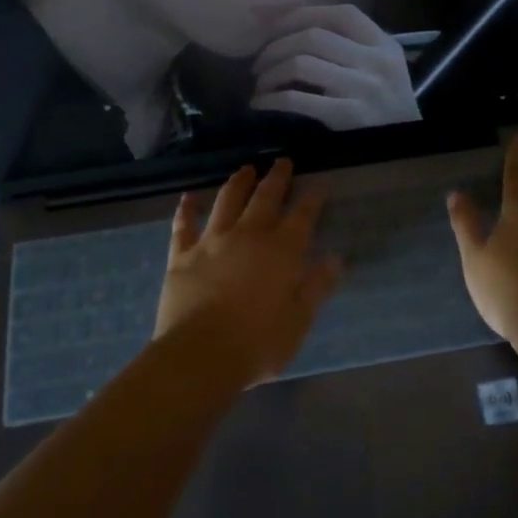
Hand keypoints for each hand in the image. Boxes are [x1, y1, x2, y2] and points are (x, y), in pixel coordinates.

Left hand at [156, 159, 342, 385]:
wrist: (200, 355)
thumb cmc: (258, 344)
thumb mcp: (299, 321)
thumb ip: (316, 287)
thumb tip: (335, 260)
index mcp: (282, 251)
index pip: (302, 215)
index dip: (313, 197)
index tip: (319, 183)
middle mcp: (248, 236)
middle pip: (265, 198)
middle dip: (276, 178)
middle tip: (282, 161)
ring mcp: (212, 242)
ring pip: (226, 201)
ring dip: (238, 183)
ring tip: (245, 169)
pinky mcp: (181, 255)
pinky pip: (183, 225)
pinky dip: (186, 209)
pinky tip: (188, 197)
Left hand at [249, 5, 421, 129]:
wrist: (417, 132)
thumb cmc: (390, 93)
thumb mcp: (380, 58)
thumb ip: (346, 40)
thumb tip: (284, 20)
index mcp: (380, 42)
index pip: (336, 15)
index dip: (298, 14)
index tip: (270, 25)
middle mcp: (372, 61)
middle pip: (312, 37)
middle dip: (275, 46)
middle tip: (259, 61)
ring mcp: (360, 88)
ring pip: (301, 64)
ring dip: (270, 72)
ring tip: (260, 83)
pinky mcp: (347, 116)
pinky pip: (299, 100)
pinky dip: (272, 99)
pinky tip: (261, 103)